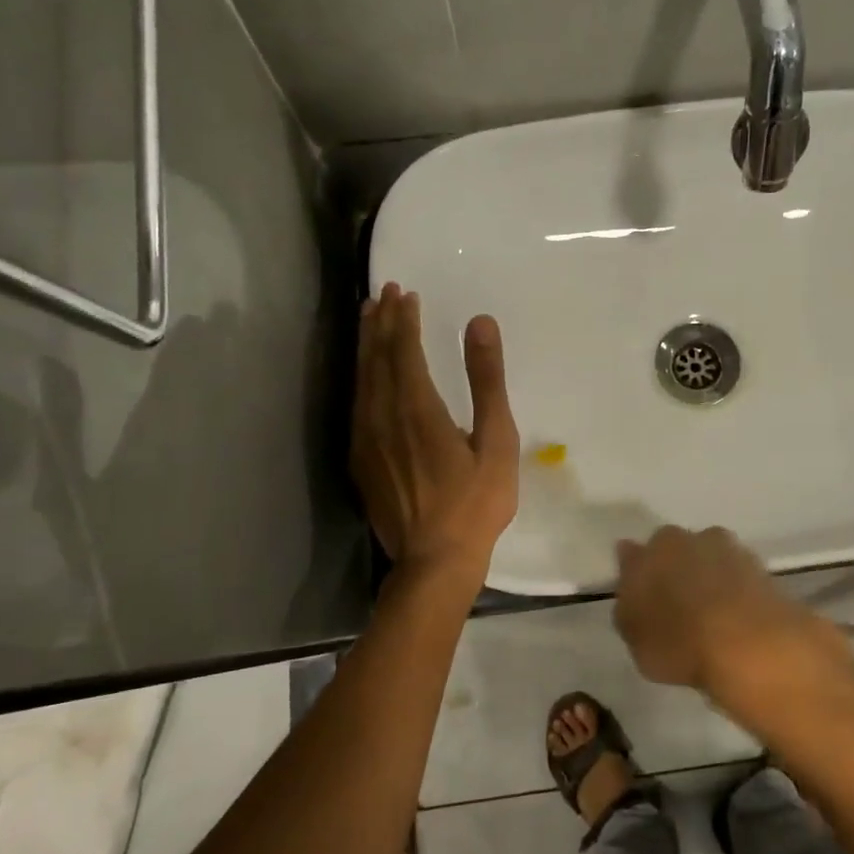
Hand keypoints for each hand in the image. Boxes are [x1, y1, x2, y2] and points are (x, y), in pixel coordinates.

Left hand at [351, 284, 519, 581]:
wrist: (434, 561)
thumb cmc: (475, 503)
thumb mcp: (497, 441)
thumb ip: (487, 380)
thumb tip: (479, 323)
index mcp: (418, 409)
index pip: (403, 350)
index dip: (402, 319)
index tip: (404, 292)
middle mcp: (383, 417)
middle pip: (376, 359)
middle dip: (380, 323)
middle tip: (384, 293)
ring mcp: (366, 440)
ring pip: (362, 380)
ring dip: (366, 346)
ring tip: (369, 318)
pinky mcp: (361, 461)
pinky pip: (356, 405)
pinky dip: (361, 378)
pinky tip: (366, 374)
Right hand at [612, 526, 853, 707]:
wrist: (750, 644)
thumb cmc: (680, 642)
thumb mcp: (635, 638)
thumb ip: (628, 605)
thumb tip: (630, 578)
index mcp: (652, 550)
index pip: (634, 555)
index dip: (636, 574)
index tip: (639, 596)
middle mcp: (687, 539)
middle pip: (674, 549)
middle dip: (674, 569)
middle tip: (675, 605)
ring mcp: (728, 549)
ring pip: (709, 558)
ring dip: (707, 576)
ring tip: (709, 613)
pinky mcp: (760, 567)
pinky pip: (736, 576)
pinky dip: (734, 590)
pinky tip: (734, 616)